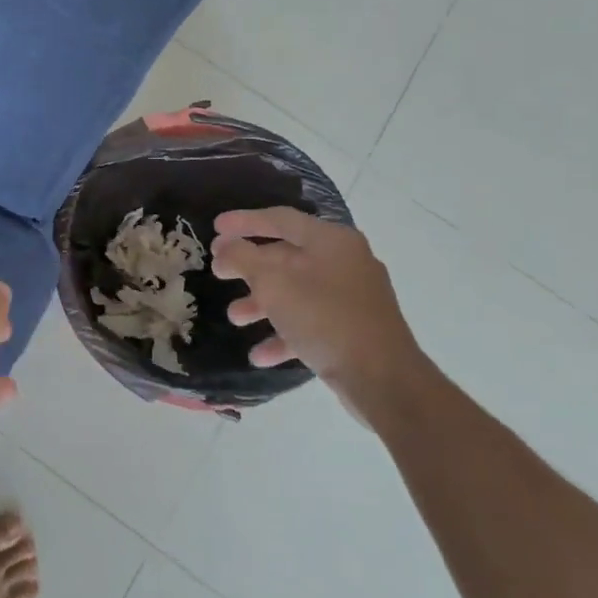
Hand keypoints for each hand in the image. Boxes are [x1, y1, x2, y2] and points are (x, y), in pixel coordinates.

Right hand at [210, 209, 428, 420]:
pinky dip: (284, 334)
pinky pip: (310, 323)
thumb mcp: (273, 282)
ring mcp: (352, 298)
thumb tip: (226, 247)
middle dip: (249, 268)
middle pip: (286, 256)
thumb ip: (243, 258)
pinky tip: (260, 355)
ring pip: (296, 292)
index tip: (214, 228)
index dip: (244, 221)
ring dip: (261, 304)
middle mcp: (345, 262)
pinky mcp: (353, 330)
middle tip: (218, 273)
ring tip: (235, 318)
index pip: (280, 219)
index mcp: (331, 241)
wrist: (383, 379)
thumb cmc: (324, 318)